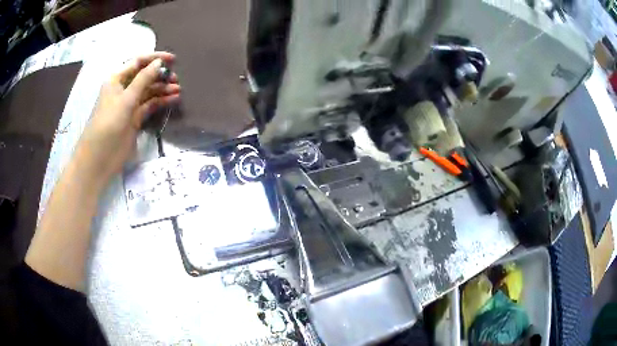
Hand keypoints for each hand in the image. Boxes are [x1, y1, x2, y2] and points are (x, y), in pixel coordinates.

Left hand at [75, 52, 180, 184]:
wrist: (99, 158)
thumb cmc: (108, 124)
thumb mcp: (126, 99)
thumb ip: (143, 79)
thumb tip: (159, 63)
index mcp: (117, 80)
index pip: (138, 62)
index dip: (155, 59)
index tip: (173, 59)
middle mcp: (123, 89)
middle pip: (145, 76)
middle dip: (160, 75)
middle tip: (176, 78)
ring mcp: (129, 105)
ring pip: (149, 91)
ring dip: (163, 89)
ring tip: (178, 89)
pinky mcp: (135, 119)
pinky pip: (150, 105)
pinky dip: (161, 102)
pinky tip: (173, 99)